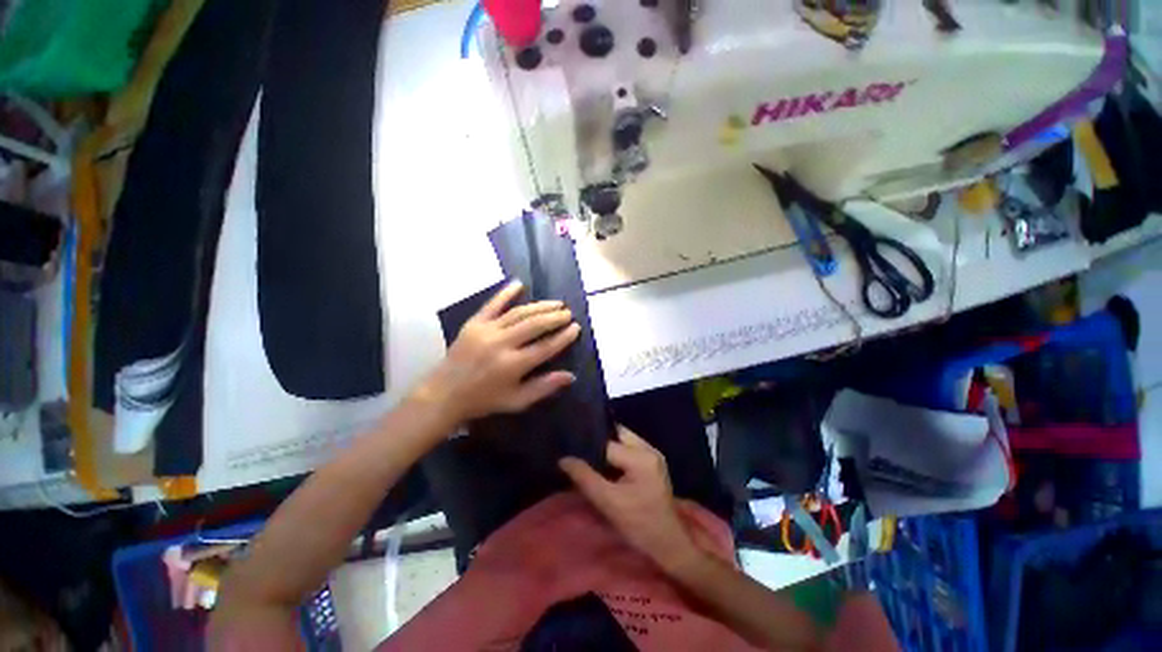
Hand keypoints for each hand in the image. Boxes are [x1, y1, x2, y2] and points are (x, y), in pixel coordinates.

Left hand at [415, 280, 580, 424]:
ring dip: (540, 306)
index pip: (546, 347)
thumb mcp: (517, 401)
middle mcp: (502, 344)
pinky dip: (506, 293)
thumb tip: (571, 376)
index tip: (576, 327)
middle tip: (568, 313)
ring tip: (556, 303)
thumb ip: (544, 387)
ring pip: (519, 313)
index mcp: (513, 365)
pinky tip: (519, 284)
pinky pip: (492, 304)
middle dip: (555, 317)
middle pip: (535, 325)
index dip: (564, 336)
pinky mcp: (474, 323)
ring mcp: (487, 331)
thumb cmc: (484, 400)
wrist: (444, 394)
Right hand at [559, 426, 702, 574]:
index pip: (607, 443)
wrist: (668, 544)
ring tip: (587, 457)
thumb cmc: (639, 525)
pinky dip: (615, 455)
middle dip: (598, 442)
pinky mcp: (652, 462)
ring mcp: (653, 454)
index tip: (570, 449)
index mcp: (641, 456)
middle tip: (577, 451)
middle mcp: (649, 448)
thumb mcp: (607, 502)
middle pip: (617, 435)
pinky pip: (629, 449)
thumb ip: (584, 477)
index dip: (588, 446)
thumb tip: (564, 459)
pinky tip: (603, 465)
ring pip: (622, 441)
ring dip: (606, 449)